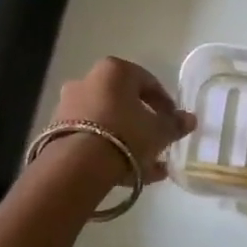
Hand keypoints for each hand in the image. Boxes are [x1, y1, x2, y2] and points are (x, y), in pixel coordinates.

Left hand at [47, 57, 194, 182]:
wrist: (77, 165)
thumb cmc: (126, 135)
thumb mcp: (159, 131)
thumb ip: (175, 124)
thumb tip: (190, 119)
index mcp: (114, 71)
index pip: (148, 81)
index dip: (165, 103)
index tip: (174, 121)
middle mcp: (88, 81)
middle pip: (124, 101)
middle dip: (143, 122)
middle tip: (159, 142)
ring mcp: (68, 106)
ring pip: (107, 122)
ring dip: (128, 140)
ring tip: (148, 166)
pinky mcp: (56, 132)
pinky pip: (92, 138)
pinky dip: (109, 151)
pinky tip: (128, 174)